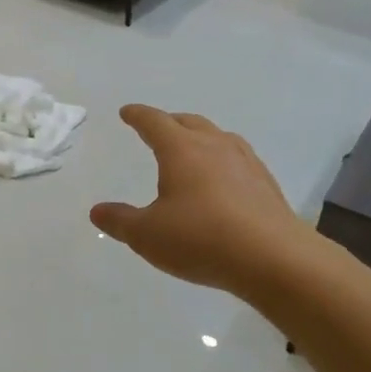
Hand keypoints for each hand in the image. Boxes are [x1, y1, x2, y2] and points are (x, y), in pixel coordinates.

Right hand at [91, 105, 309, 296]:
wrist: (273, 258)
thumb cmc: (200, 239)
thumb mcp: (147, 235)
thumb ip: (120, 221)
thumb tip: (97, 211)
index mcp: (181, 150)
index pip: (154, 122)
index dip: (138, 116)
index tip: (127, 112)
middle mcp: (214, 146)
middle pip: (189, 122)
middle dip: (170, 122)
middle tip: (158, 128)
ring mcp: (245, 162)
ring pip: (218, 137)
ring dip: (200, 137)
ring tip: (193, 149)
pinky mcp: (266, 183)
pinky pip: (238, 159)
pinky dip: (223, 160)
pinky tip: (225, 180)